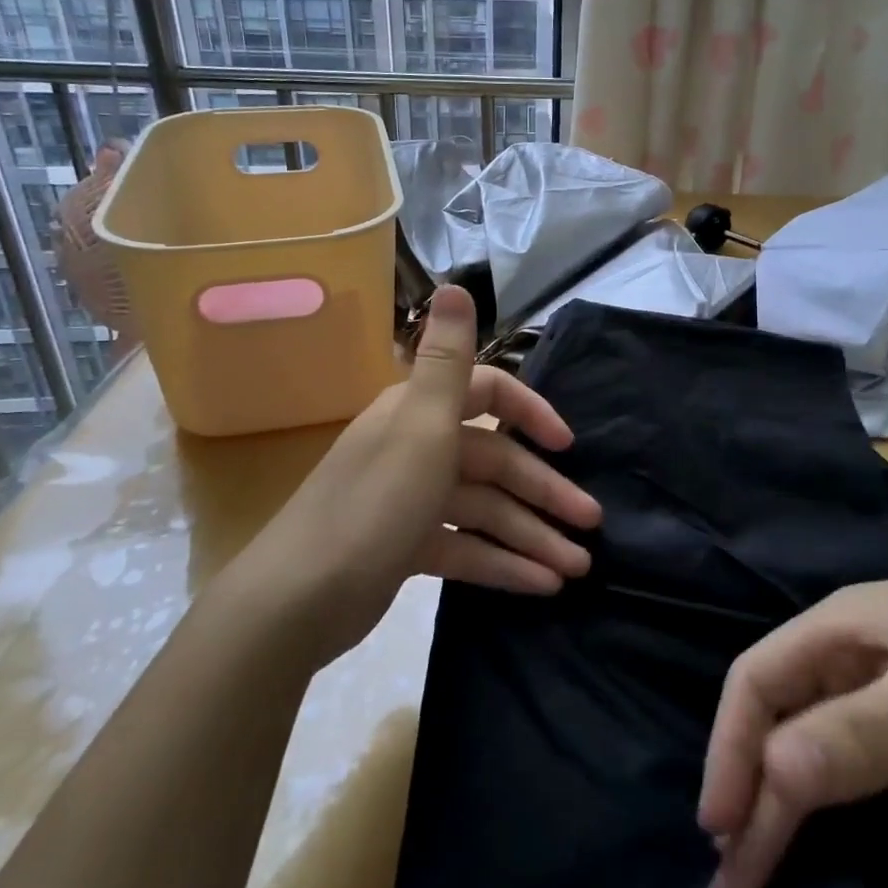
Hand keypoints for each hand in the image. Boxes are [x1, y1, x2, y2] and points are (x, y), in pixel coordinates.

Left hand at [235, 285, 600, 660]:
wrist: (294, 603)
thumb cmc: (373, 505)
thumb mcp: (420, 426)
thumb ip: (446, 360)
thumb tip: (455, 285)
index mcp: (419, 412)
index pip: (489, 394)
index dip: (531, 413)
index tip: (568, 445)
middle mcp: (417, 447)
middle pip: (494, 463)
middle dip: (545, 492)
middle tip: (592, 524)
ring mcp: (411, 500)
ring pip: (485, 511)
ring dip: (531, 535)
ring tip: (577, 568)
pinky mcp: (406, 547)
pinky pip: (464, 548)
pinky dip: (501, 563)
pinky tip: (540, 585)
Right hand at [699, 568, 887, 887]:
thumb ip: (857, 735)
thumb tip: (772, 775)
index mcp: (837, 623)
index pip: (756, 679)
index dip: (730, 750)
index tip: (721, 834)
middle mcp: (850, 639)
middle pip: (781, 704)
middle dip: (752, 779)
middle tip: (736, 872)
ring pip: (814, 720)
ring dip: (786, 781)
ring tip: (767, 845)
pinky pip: (854, 733)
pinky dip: (830, 774)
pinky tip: (830, 802)